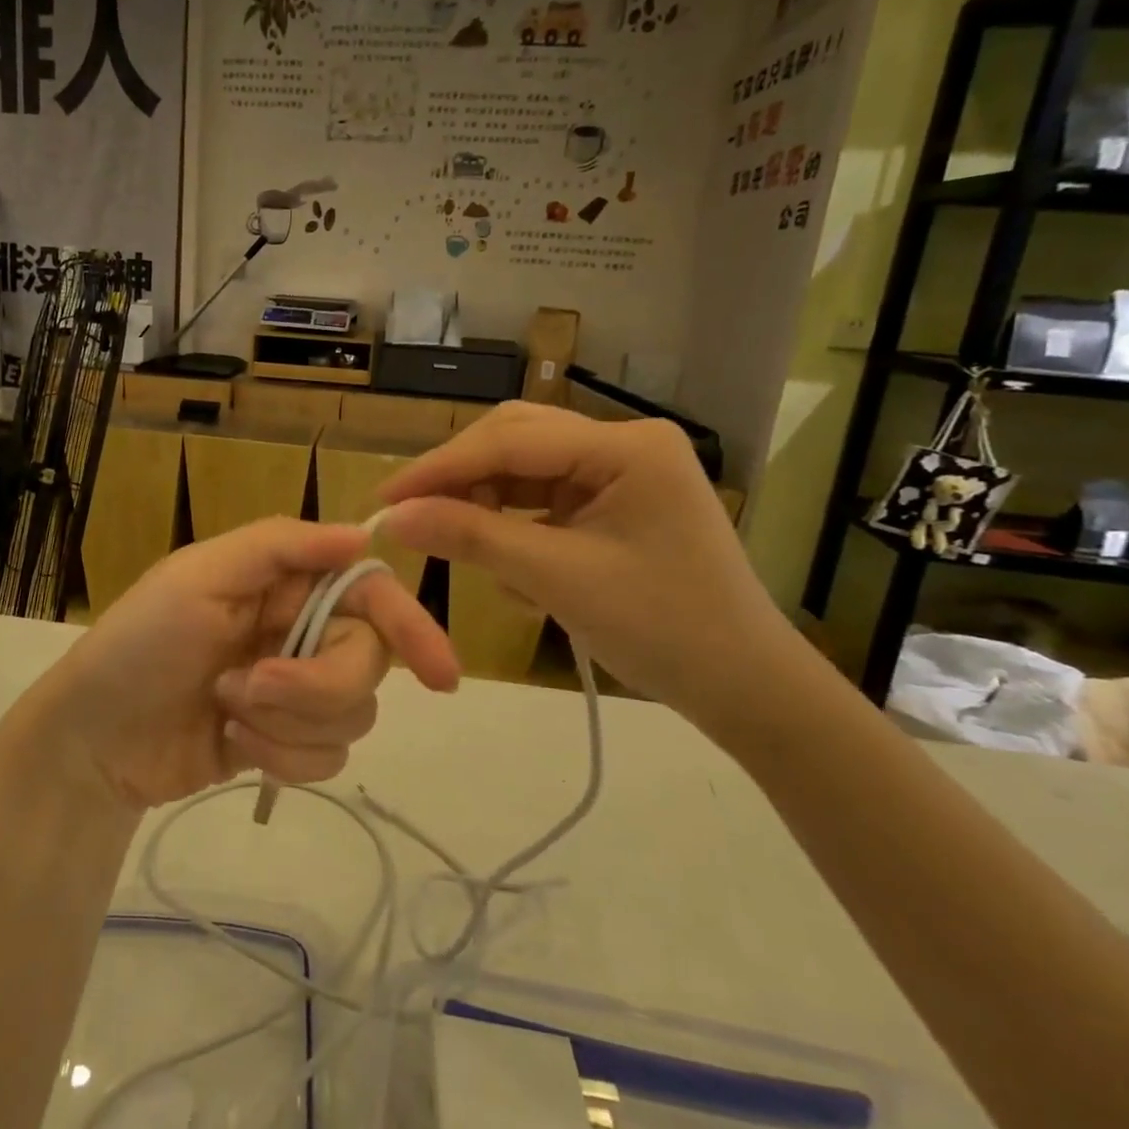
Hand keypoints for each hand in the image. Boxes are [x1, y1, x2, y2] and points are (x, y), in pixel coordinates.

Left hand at [21, 518, 459, 811]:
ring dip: (289, 723)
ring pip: (352, 715)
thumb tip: (363, 534)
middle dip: (315, 685)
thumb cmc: (139, 644)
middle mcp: (300, 630)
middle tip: (252, 687)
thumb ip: (280, 547)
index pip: (370, 594)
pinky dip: (283, 759)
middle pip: (367, 661)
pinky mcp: (285, 743)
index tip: (441, 675)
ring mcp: (294, 691)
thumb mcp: (197, 576)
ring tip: (228, 711)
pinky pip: (327, 758)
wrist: (93, 740)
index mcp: (285, 582)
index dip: (410, 626)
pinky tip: (233, 744)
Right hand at [379, 403, 802, 740]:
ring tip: (453, 542)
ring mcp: (620, 472)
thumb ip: (472, 537)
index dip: (439, 469)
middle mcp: (624, 443)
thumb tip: (395, 517)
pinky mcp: (613, 503)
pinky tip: (504, 563)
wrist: (744, 687)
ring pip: (524, 469)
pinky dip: (512, 525)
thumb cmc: (661, 629)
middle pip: (515, 440)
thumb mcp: (557, 579)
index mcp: (626, 446)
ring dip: (483, 502)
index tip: (383, 499)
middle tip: (408, 515)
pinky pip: (543, 499)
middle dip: (459, 478)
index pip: (510, 440)